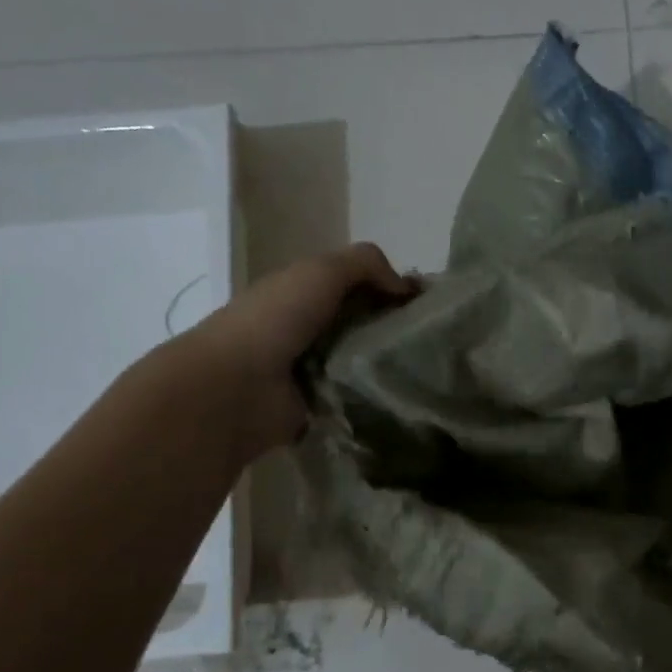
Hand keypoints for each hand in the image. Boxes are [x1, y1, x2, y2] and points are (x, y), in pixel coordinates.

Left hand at [196, 243, 412, 453]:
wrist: (234, 388)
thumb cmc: (275, 320)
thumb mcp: (321, 272)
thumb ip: (365, 265)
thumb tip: (405, 288)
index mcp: (305, 292)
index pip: (360, 286)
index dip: (394, 290)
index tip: (429, 305)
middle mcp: (310, 328)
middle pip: (366, 325)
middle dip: (398, 330)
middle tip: (437, 342)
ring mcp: (313, 370)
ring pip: (365, 362)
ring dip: (390, 366)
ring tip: (428, 372)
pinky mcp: (319, 406)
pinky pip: (357, 398)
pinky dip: (377, 397)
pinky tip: (404, 397)